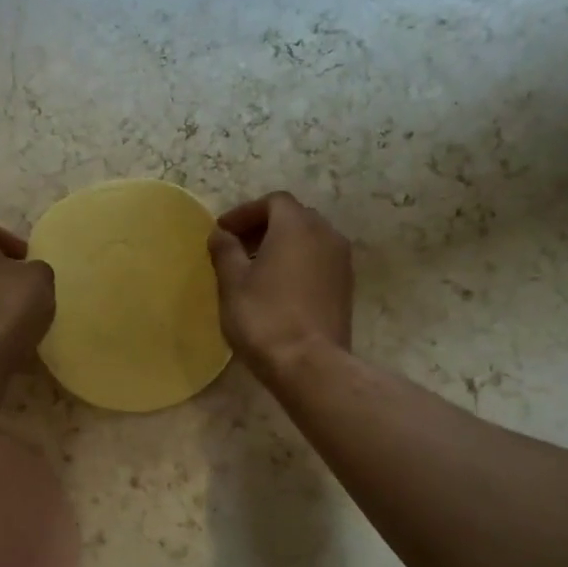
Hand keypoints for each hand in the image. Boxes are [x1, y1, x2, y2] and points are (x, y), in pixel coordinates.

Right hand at [207, 192, 352, 378]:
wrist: (310, 364)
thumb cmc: (264, 318)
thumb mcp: (232, 283)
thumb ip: (225, 251)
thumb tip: (221, 234)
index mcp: (296, 226)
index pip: (272, 202)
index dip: (245, 213)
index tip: (222, 233)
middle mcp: (326, 234)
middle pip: (293, 217)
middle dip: (264, 227)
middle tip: (237, 248)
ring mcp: (341, 261)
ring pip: (309, 240)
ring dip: (282, 246)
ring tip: (256, 270)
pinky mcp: (346, 287)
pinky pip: (319, 262)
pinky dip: (298, 264)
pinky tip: (278, 288)